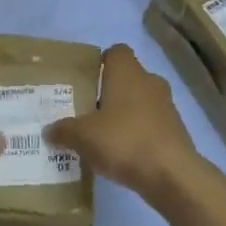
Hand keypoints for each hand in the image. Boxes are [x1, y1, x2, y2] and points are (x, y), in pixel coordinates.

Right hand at [46, 45, 213, 205]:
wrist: (172, 174)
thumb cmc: (124, 141)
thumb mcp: (83, 137)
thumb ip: (64, 130)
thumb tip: (49, 130)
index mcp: (127, 72)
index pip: (116, 51)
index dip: (101, 62)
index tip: (86, 80)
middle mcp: (149, 81)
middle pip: (127, 77)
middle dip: (109, 91)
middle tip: (88, 110)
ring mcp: (167, 105)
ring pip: (140, 100)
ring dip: (125, 113)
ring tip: (103, 135)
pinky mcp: (176, 129)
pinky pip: (151, 123)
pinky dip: (139, 132)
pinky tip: (123, 153)